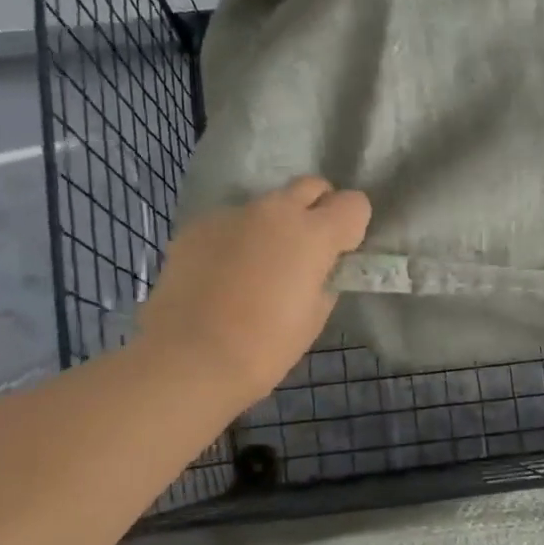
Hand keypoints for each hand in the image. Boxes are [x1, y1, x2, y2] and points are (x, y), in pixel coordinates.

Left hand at [138, 177, 370, 406]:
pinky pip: (230, 223)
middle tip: (306, 249)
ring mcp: (232, 214)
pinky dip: (235, 241)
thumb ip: (324, 279)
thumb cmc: (265, 346)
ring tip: (257, 268)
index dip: (352, 227)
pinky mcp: (198, 226)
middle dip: (317, 209)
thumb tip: (318, 268)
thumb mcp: (313, 317)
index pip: (354, 203)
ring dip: (272, 227)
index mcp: (313, 234)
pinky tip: (223, 276)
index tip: (341, 253)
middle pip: (310, 187)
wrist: (189, 357)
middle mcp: (275, 211)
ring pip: (266, 206)